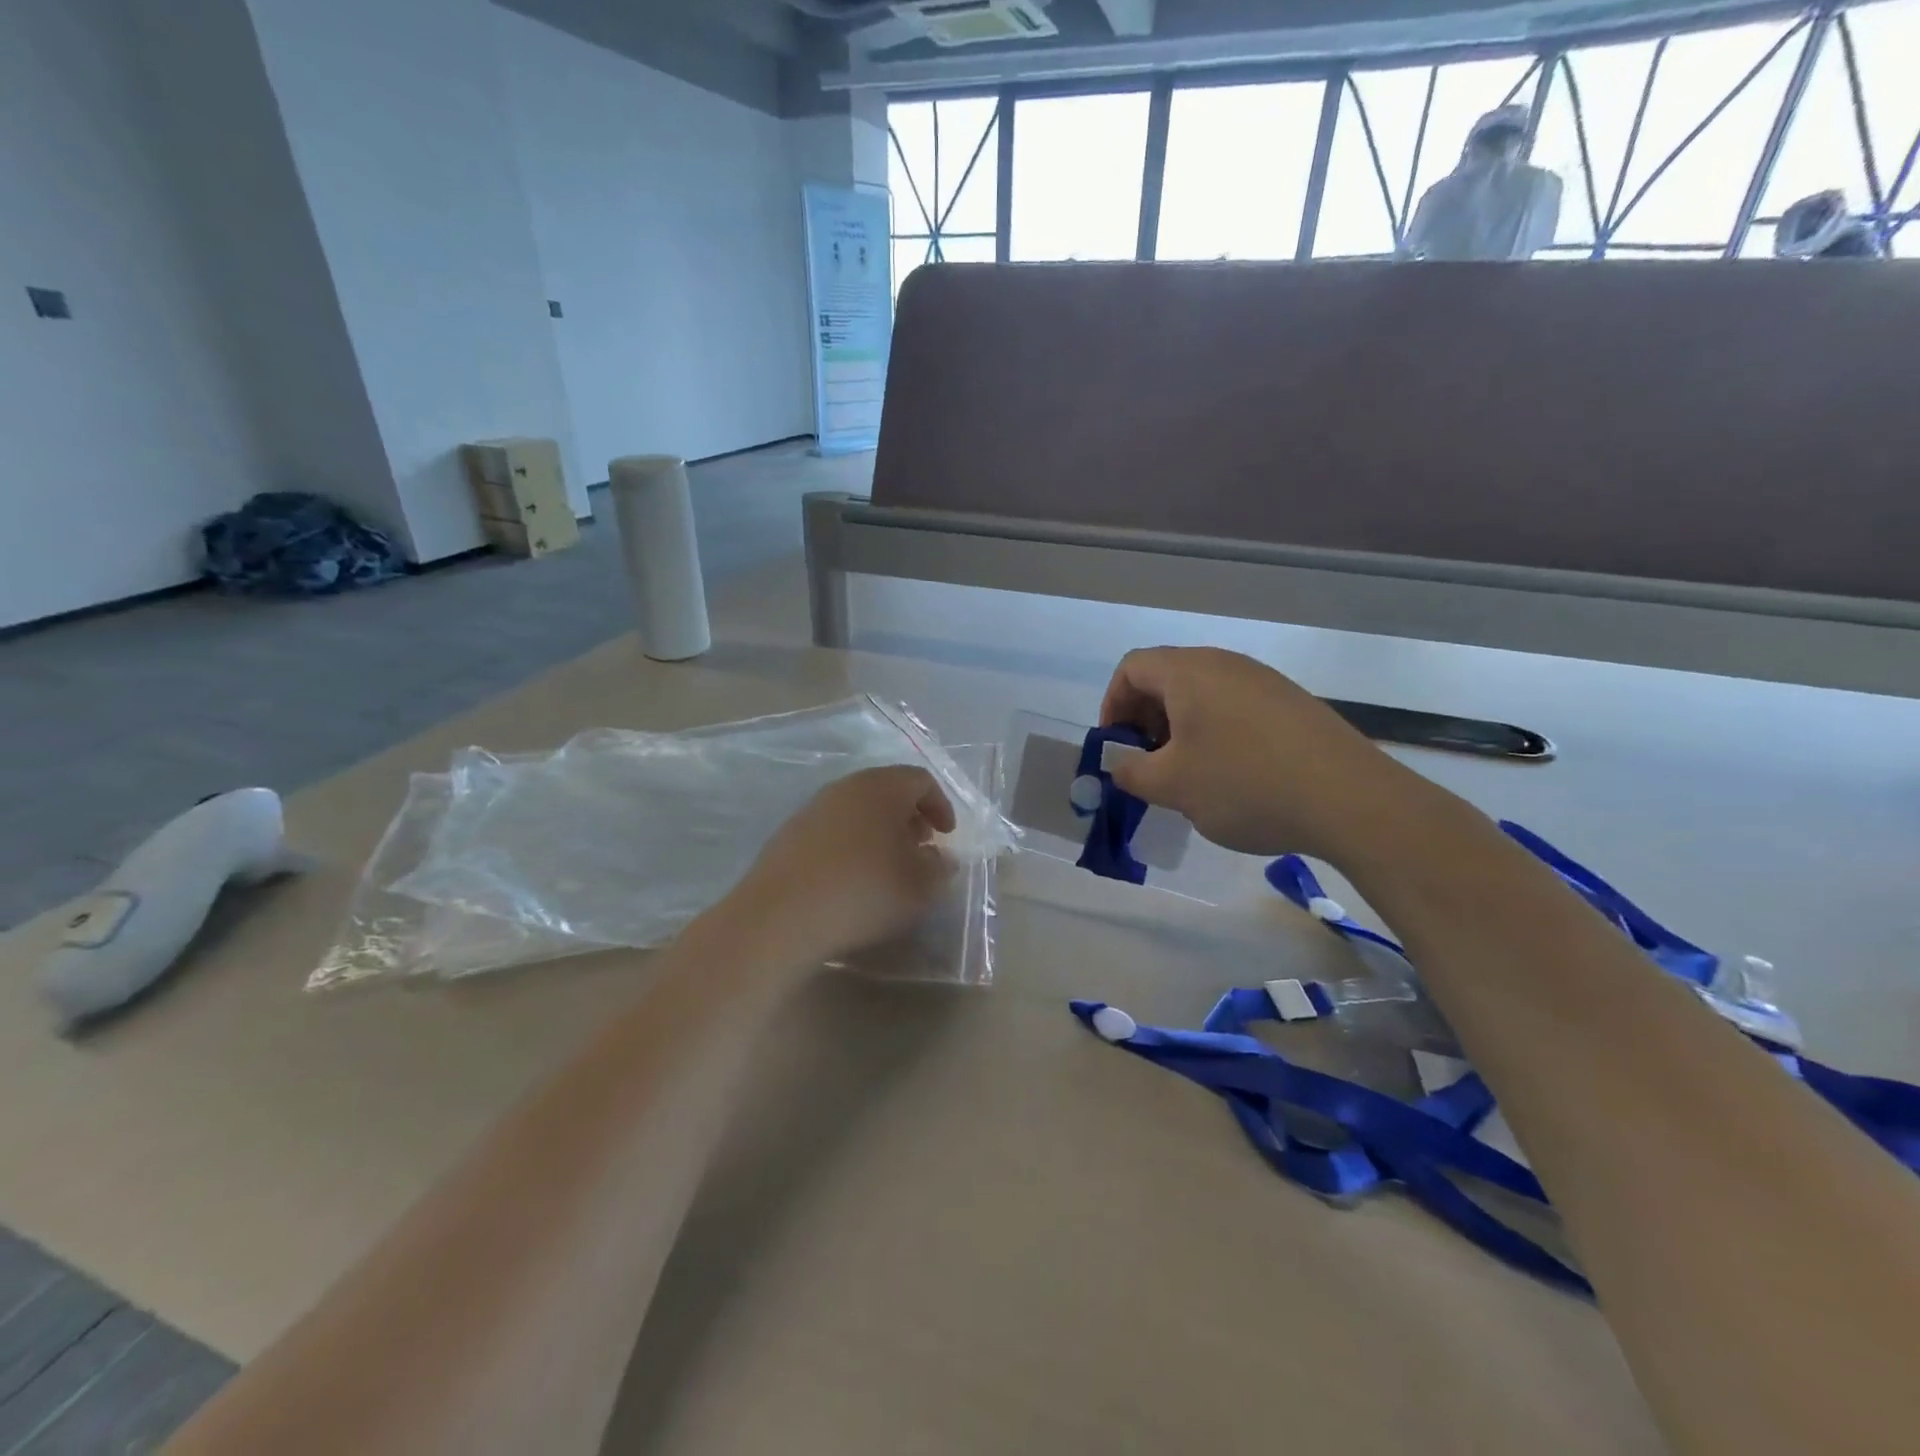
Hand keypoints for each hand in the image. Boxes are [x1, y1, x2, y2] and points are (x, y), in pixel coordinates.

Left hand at [729, 765, 956, 962]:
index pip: (920, 779)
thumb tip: (940, 857)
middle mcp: (845, 787)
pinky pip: (832, 829)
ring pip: (857, 809)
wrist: (781, 916)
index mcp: (882, 787)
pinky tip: (851, 878)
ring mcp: (812, 809)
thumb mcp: (920, 885)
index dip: (940, 805)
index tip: (947, 836)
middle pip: (886, 790)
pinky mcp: (789, 834)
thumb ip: (939, 867)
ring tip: (887, 866)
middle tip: (920, 848)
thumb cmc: (864, 891)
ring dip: (879, 831)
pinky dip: (851, 843)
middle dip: (909, 816)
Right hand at [1099, 646, 1415, 859]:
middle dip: (1145, 719)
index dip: (1112, 705)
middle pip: (1167, 677)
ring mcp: (1264, 681)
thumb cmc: (1244, 784)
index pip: (1131, 668)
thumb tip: (1120, 763)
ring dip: (1181, 729)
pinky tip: (1231, 776)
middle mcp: (1226, 664)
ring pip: (1203, 695)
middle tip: (1147, 764)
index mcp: (1189, 672)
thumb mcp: (1172, 786)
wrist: (1350, 799)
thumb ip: (1130, 771)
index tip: (1117, 748)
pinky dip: (1216, 733)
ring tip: (1187, 775)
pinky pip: (1235, 708)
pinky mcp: (1292, 704)